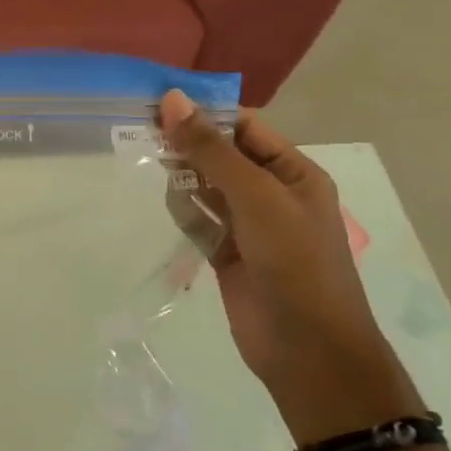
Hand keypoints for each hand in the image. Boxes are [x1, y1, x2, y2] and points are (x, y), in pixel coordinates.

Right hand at [158, 91, 424, 444]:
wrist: (307, 351)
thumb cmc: (294, 263)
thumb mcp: (256, 198)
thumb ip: (212, 151)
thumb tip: (173, 100)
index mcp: (294, 173)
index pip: (246, 127)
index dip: (206, 112)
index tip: (159, 103)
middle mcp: (272, 194)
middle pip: (222, 155)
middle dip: (189, 143)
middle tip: (142, 131)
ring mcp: (248, 226)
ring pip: (206, 186)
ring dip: (182, 175)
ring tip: (149, 163)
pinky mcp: (226, 253)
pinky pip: (198, 220)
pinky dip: (183, 210)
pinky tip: (167, 203)